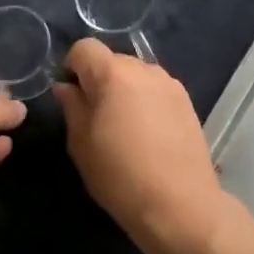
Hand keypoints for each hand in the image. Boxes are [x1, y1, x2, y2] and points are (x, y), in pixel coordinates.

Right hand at [54, 39, 225, 253]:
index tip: (71, 97)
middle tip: (95, 117)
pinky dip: (145, 101)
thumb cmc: (120, 176)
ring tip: (123, 127)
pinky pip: (155, 89)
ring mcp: (170, 84)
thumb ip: (72, 107)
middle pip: (112, 60)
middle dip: (98, 79)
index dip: (72, 67)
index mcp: (113, 74)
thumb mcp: (81, 144)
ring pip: (135, 74)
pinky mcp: (187, 102)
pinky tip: (147, 134)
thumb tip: (66, 87)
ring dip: (123, 90)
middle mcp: (144, 69)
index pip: (84, 48)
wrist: (180, 205)